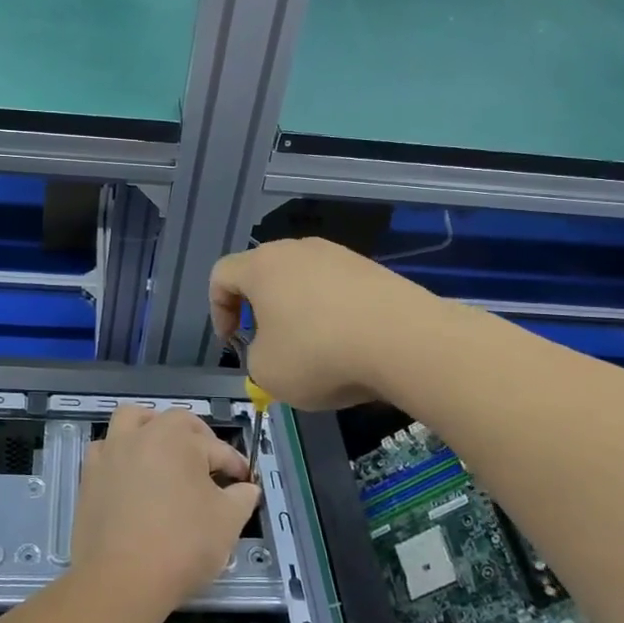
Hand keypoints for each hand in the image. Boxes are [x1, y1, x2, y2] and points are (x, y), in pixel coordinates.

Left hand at [73, 408, 259, 612]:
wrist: (121, 580)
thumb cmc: (182, 545)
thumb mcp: (228, 522)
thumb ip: (242, 497)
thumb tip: (246, 487)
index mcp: (178, 437)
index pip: (217, 448)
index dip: (235, 465)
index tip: (245, 483)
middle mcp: (142, 434)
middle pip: (174, 422)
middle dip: (197, 438)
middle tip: (209, 466)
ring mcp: (111, 452)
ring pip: (131, 420)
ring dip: (150, 428)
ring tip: (164, 451)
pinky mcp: (89, 475)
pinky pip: (105, 450)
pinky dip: (120, 453)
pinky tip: (130, 474)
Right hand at [209, 238, 444, 409]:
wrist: (405, 340)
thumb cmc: (320, 354)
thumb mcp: (267, 372)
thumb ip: (256, 358)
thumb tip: (274, 349)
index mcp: (262, 266)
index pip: (222, 275)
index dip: (218, 310)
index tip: (233, 342)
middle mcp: (298, 250)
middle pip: (265, 274)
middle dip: (261, 311)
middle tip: (270, 346)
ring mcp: (339, 255)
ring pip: (304, 282)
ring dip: (299, 313)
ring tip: (315, 351)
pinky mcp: (372, 269)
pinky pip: (338, 290)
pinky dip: (334, 314)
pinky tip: (349, 346)